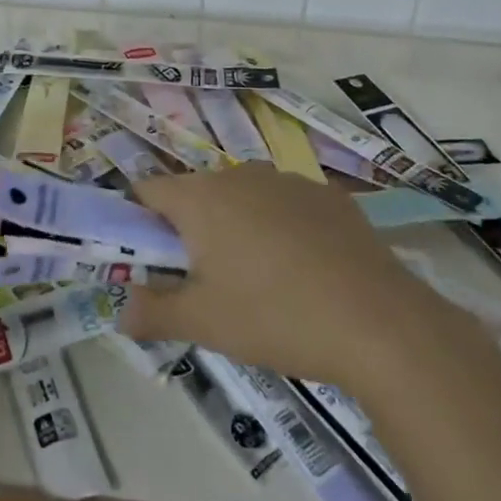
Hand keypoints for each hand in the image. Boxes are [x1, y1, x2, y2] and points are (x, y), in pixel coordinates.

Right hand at [125, 165, 454, 389]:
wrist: (379, 323)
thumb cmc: (274, 316)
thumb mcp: (203, 324)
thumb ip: (152, 312)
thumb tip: (121, 310)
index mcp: (201, 198)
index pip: (148, 190)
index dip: (138, 220)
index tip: (150, 258)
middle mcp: (240, 176)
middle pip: (197, 193)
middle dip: (190, 230)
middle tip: (203, 281)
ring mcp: (289, 181)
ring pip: (243, 198)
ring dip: (236, 227)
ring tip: (258, 280)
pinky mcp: (329, 196)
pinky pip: (286, 205)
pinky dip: (281, 228)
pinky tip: (305, 271)